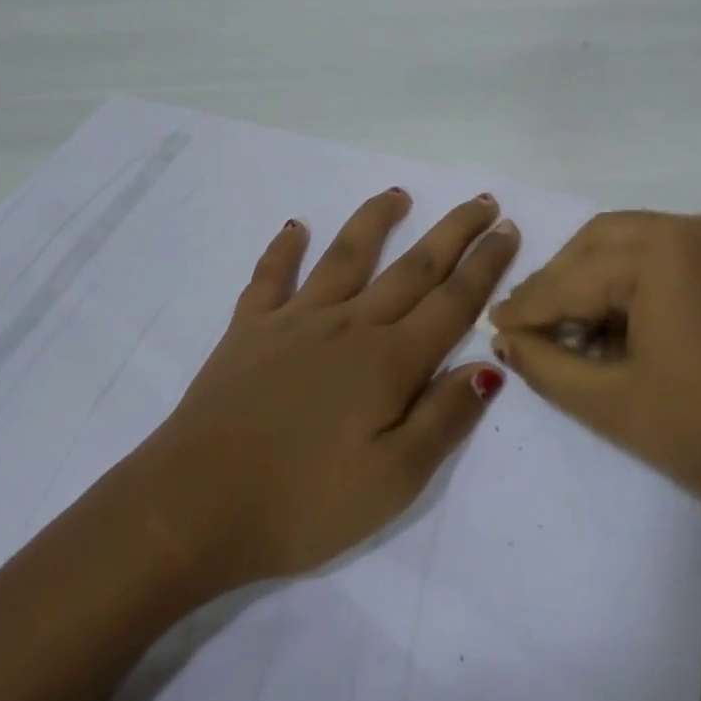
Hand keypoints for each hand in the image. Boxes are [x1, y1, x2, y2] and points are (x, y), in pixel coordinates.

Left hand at [133, 188, 517, 590]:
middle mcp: (348, 326)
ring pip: (346, 257)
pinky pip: (270, 278)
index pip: (452, 301)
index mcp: (389, 361)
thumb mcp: (394, 480)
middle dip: (453, 232)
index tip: (508, 229)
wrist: (192, 507)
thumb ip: (445, 417)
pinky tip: (293, 228)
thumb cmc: (303, 504)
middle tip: (481, 202)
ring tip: (398, 193)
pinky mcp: (248, 332)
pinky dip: (282, 250)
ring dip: (375, 221)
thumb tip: (489, 365)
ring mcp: (294, 322)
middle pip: (413, 268)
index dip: (486, 265)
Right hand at [488, 211, 700, 531]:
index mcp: (665, 250)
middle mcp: (697, 226)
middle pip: (600, 244)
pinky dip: (633, 283)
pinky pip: (667, 257)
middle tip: (529, 328)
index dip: (528, 306)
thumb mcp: (611, 402)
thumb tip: (504, 338)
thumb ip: (545, 361)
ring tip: (569, 332)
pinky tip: (614, 325)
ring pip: (632, 245)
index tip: (490, 325)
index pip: (573, 276)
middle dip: (560, 284)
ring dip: (594, 281)